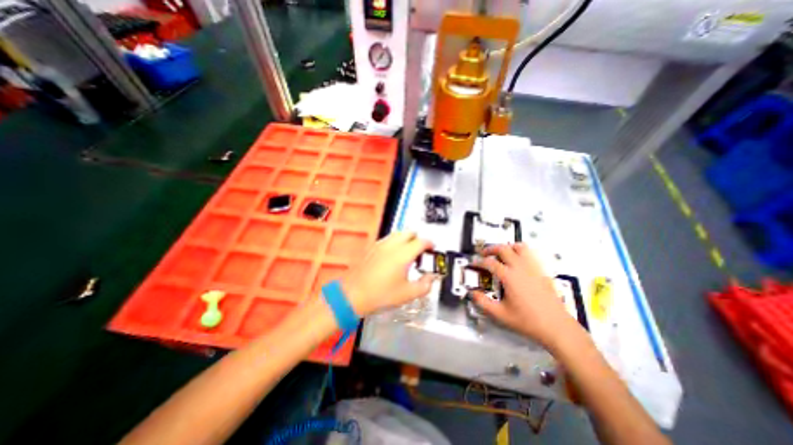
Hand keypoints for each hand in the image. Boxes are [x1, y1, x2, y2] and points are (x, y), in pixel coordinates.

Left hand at [343, 232, 440, 315]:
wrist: (353, 294)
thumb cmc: (382, 295)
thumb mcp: (408, 294)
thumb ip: (425, 285)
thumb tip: (432, 278)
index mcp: (404, 254)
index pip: (421, 241)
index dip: (430, 244)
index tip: (432, 249)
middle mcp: (392, 245)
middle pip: (409, 232)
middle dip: (418, 238)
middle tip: (421, 251)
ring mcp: (380, 244)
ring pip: (398, 233)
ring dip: (406, 238)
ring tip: (408, 252)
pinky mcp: (372, 247)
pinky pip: (388, 238)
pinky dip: (395, 242)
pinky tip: (393, 256)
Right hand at [470, 244, 580, 347]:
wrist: (557, 327)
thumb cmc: (528, 321)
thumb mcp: (500, 314)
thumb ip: (483, 302)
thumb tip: (472, 293)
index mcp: (509, 277)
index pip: (490, 263)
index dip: (479, 262)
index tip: (473, 264)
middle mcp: (521, 268)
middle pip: (503, 249)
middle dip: (491, 249)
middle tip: (484, 254)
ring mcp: (533, 268)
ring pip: (519, 247)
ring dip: (508, 247)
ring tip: (502, 253)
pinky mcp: (542, 272)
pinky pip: (530, 255)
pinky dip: (521, 253)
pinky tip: (518, 262)